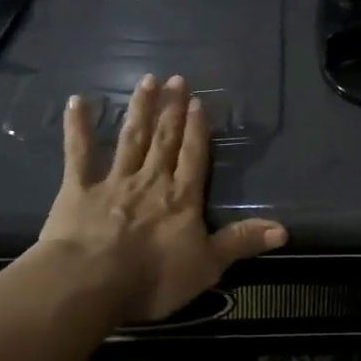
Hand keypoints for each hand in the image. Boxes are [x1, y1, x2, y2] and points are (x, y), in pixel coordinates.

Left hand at [39, 74, 286, 321]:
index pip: (193, 156)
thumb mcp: (207, 265)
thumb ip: (241, 242)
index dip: (196, 129)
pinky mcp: (78, 190)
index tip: (198, 102)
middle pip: (164, 139)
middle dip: (172, 109)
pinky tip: (76, 102)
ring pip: (131, 138)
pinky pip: (78, 154)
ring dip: (140, 109)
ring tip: (147, 81)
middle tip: (176, 79)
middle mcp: (151, 180)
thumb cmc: (153, 277)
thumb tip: (283, 229)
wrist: (90, 282)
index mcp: (182, 198)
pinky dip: (77, 128)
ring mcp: (114, 181)